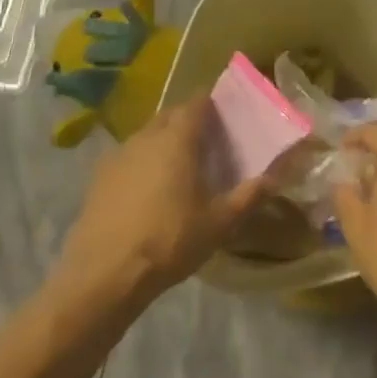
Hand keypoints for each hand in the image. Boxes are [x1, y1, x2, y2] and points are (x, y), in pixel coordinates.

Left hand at [57, 97, 264, 313]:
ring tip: (182, 166)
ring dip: (165, 140)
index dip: (213, 104)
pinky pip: (129, 156)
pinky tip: (150, 189)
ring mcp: (119, 154)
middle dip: (190, 121)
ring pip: (148, 134)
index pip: (197, 103)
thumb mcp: (219, 223)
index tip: (227, 116)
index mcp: (177, 138)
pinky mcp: (99, 176)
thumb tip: (276, 177)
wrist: (104, 274)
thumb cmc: (169, 240)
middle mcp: (147, 135)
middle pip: (172, 115)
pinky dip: (143, 161)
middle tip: (209, 142)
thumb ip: (249, 196)